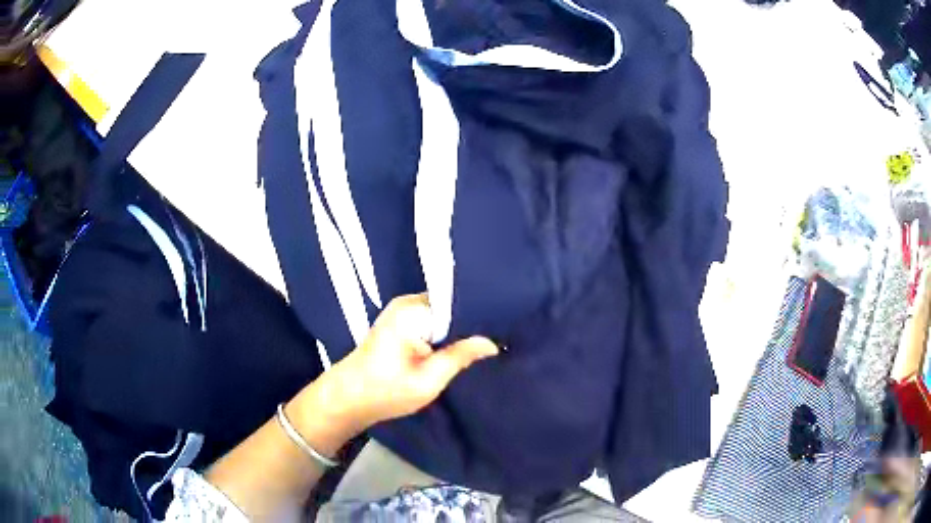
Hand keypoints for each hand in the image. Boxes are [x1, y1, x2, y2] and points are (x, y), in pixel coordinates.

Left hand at [320, 294, 498, 433]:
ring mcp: (401, 311)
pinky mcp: (399, 322)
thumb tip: (493, 342)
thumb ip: (460, 356)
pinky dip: (444, 333)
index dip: (480, 315)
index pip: (458, 302)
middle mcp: (407, 302)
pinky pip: (431, 321)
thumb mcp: (429, 379)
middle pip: (450, 306)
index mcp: (413, 310)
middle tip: (498, 337)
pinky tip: (459, 345)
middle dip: (471, 323)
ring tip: (484, 341)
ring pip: (442, 315)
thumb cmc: (386, 390)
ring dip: (458, 330)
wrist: (348, 398)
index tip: (503, 327)